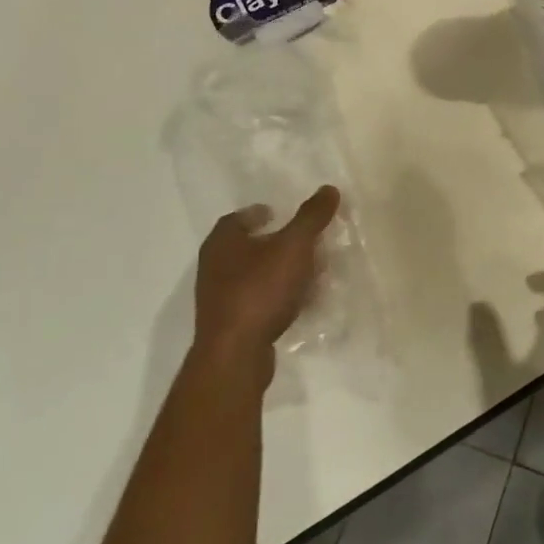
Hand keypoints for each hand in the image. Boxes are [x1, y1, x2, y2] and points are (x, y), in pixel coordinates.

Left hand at [192, 186, 340, 376]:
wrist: (235, 355)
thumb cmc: (260, 290)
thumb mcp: (294, 246)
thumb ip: (312, 217)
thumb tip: (329, 189)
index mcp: (222, 241)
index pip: (239, 217)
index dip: (261, 213)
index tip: (283, 213)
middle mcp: (214, 266)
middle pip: (249, 246)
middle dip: (278, 242)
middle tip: (306, 242)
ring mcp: (220, 298)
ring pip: (256, 275)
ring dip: (281, 271)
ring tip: (311, 272)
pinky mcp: (230, 325)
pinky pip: (258, 301)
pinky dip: (278, 297)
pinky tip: (301, 303)